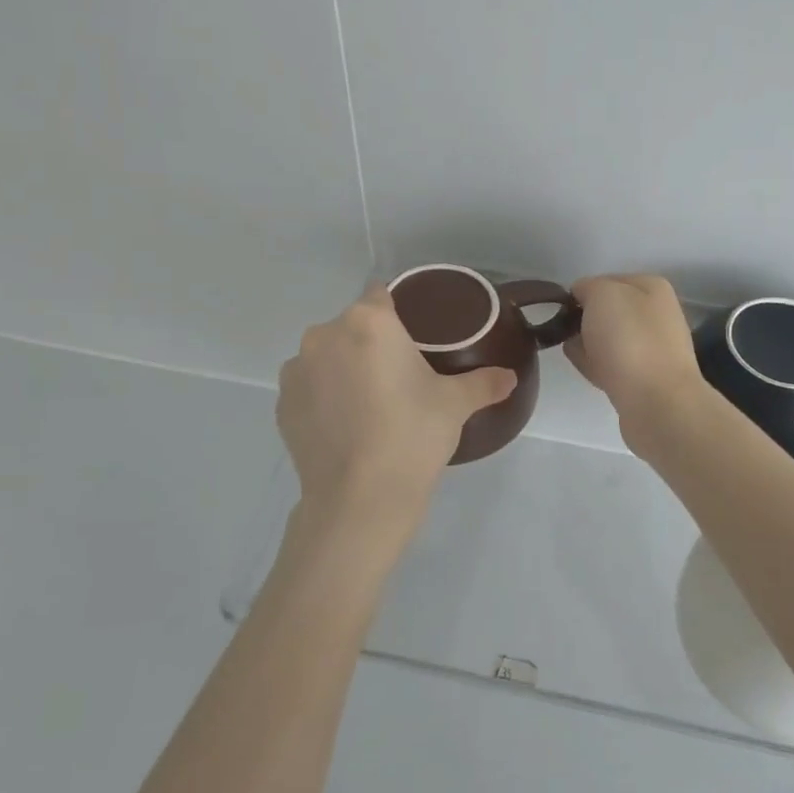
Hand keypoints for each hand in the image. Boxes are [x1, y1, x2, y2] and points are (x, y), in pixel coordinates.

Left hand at [277, 284, 516, 545]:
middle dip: (372, 342)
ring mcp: (297, 370)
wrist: (360, 499)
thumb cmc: (413, 435)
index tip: (415, 335)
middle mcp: (325, 335)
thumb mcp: (456, 404)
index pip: (381, 294)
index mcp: (368, 322)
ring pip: (327, 355)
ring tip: (370, 403)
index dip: (398, 310)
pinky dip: (324, 396)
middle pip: (352, 325)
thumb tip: (510, 378)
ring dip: (344, 367)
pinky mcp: (282, 404)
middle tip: (399, 375)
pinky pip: (309, 386)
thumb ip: (484, 383)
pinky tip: (346, 424)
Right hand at [565, 274, 707, 443]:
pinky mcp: (646, 379)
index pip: (606, 280)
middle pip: (609, 312)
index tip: (563, 310)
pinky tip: (586, 371)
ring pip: (610, 339)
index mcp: (652, 288)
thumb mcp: (602, 295)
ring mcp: (654, 349)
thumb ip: (587, 288)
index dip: (581, 293)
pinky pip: (614, 365)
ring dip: (590, 344)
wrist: (657, 402)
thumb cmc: (629, 339)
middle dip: (585, 320)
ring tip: (572, 352)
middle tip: (565, 332)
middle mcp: (658, 315)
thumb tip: (583, 298)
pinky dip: (599, 366)